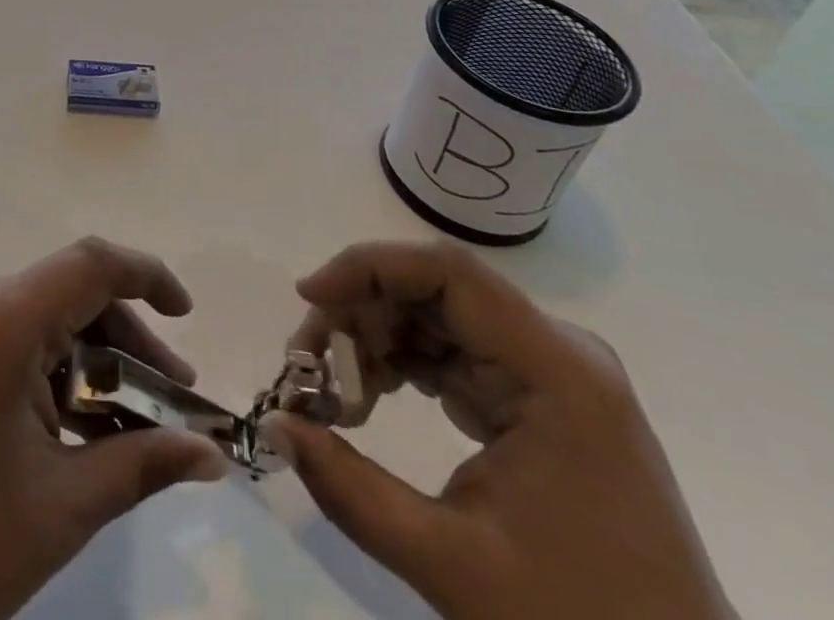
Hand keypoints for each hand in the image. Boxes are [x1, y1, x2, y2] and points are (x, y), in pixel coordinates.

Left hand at [0, 237, 229, 619]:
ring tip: (134, 421)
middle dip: (129, 342)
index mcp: (2, 316)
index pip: (92, 263)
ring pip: (47, 315)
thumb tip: (212, 455)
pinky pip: (16, 333)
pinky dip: (56, 367)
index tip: (188, 314)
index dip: (148, 276)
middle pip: (73, 293)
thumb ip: (142, 463)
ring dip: (94, 359)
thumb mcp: (61, 506)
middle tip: (174, 401)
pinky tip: (81, 421)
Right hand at [263, 242, 735, 619]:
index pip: (449, 273)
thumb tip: (275, 426)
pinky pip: (453, 353)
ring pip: (438, 317)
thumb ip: (351, 489)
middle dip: (361, 314)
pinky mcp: (539, 400)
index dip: (370, 267)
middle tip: (306, 364)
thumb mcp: (454, 565)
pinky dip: (402, 365)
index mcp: (559, 373)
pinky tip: (368, 400)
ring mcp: (551, 375)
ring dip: (375, 339)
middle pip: (437, 292)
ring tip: (330, 390)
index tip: (308, 299)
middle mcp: (558, 353)